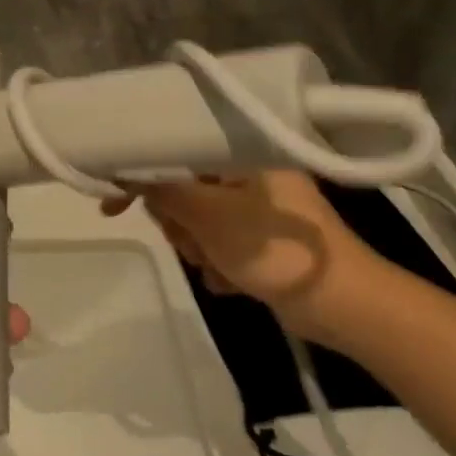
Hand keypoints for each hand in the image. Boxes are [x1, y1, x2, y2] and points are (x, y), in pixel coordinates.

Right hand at [103, 172, 385, 343]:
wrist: (343, 306)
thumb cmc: (275, 250)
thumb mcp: (210, 217)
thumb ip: (164, 192)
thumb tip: (127, 174)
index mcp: (242, 153)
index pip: (176, 149)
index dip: (141, 174)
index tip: (112, 203)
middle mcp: (249, 172)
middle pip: (183, 190)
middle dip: (180, 223)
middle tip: (192, 242)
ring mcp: (257, 207)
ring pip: (198, 221)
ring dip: (199, 248)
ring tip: (221, 266)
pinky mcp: (262, 239)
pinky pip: (219, 243)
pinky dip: (219, 262)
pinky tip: (235, 281)